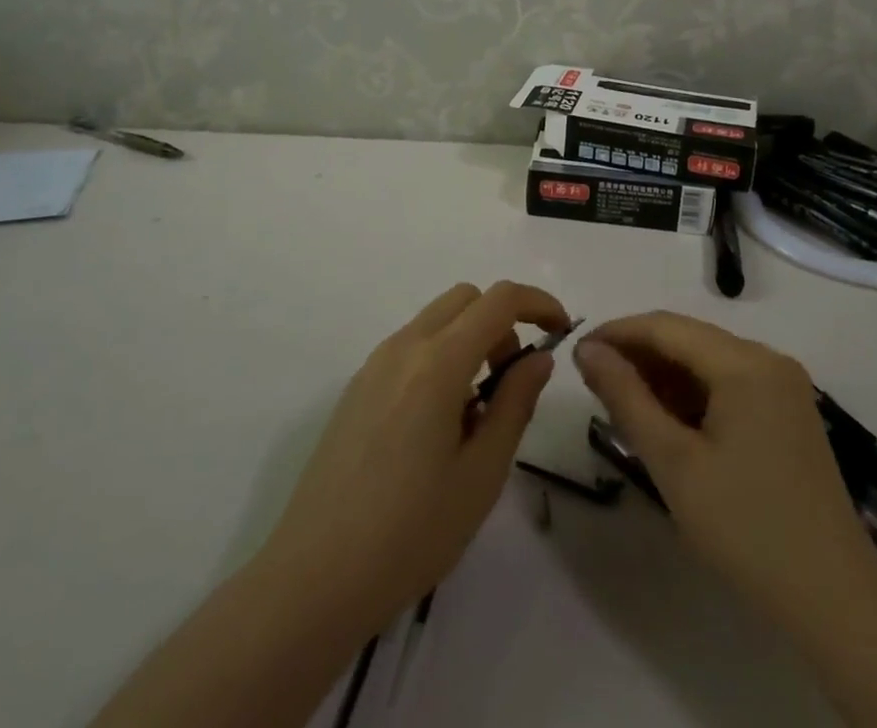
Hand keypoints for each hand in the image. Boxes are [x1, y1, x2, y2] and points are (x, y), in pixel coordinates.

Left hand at [258, 281, 569, 633]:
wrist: (314, 577)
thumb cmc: (410, 532)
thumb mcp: (481, 474)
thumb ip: (515, 404)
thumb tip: (539, 358)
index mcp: (438, 362)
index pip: (499, 300)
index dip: (538, 303)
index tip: (561, 331)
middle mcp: (404, 347)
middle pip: (465, 298)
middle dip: (502, 322)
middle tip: (513, 379)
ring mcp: (374, 363)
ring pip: (436, 320)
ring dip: (470, 339)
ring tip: (476, 412)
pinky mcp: (357, 386)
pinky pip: (411, 346)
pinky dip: (440, 356)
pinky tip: (438, 424)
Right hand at [574, 312, 876, 640]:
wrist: (835, 601)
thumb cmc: (746, 529)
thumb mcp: (673, 463)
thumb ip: (626, 397)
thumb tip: (587, 350)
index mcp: (744, 362)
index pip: (666, 326)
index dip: (617, 333)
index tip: (577, 353)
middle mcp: (768, 359)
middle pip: (689, 338)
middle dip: (639, 355)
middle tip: (595, 384)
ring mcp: (783, 385)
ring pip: (708, 361)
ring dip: (664, 375)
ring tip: (624, 405)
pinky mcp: (788, 411)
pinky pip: (729, 383)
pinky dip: (693, 394)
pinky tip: (668, 422)